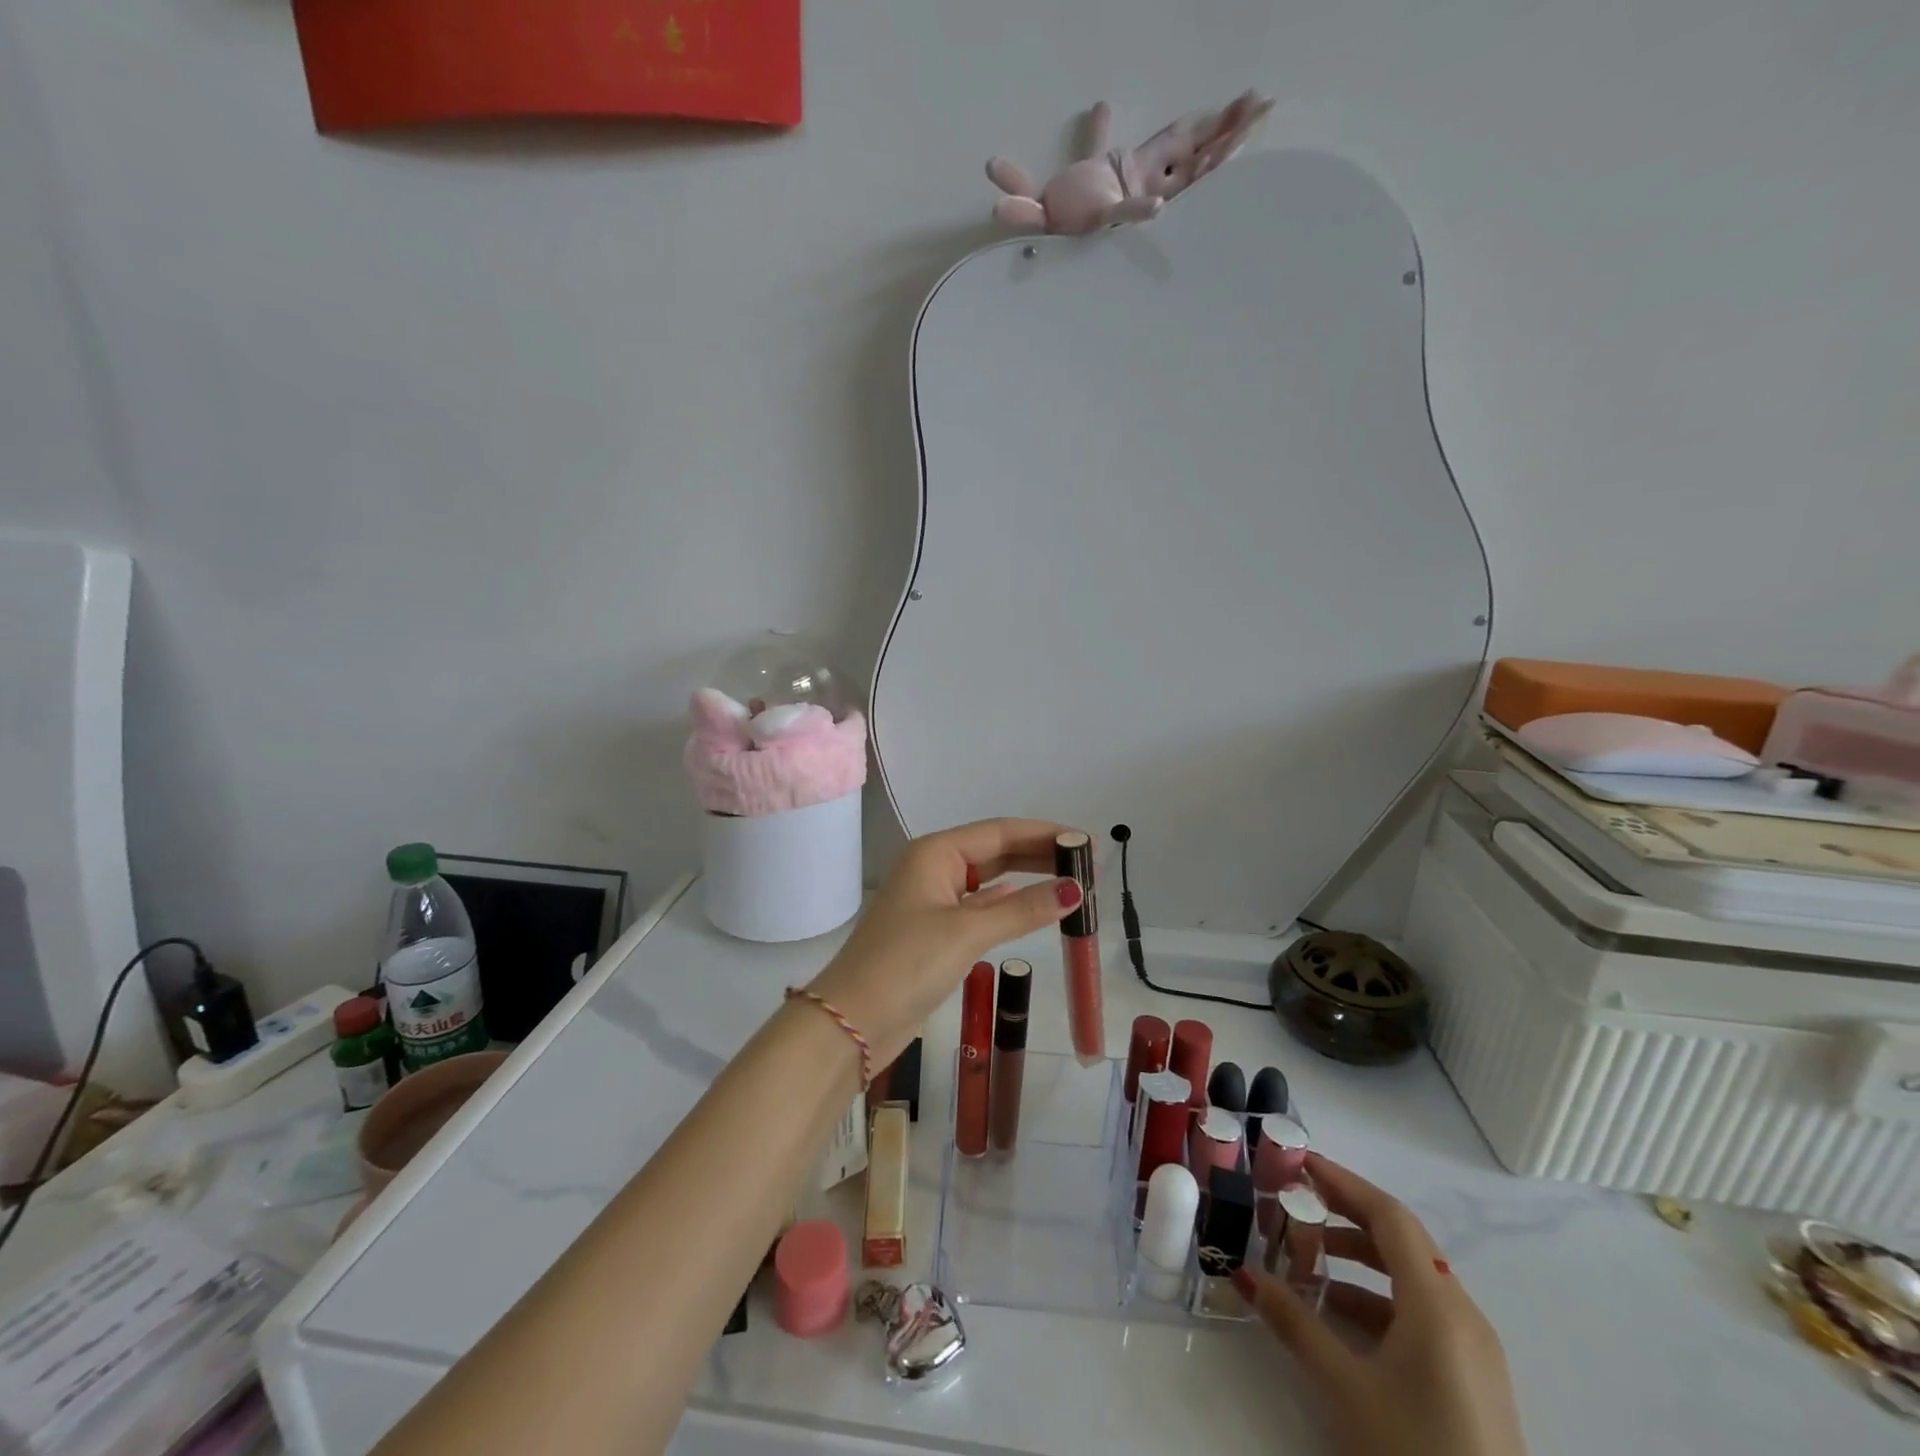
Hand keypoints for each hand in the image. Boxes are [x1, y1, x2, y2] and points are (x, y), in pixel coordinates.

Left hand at [804, 818, 1082, 1066]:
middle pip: (997, 851)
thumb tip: (1076, 889)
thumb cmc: (906, 964)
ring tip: (1073, 884)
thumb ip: (1023, 909)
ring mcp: (934, 901)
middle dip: (1041, 856)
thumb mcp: (968, 932)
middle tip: (1089, 865)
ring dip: (1029, 881)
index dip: (1046, 834)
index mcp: (936, 852)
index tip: (1087, 842)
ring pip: (991, 881)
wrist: (852, 1021)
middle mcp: (935, 868)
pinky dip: (1010, 906)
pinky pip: (982, 908)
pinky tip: (1035, 906)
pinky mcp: (937, 932)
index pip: (1001, 831)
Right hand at [1236, 1155, 1528, 1455]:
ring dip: (1359, 1258)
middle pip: (1402, 1240)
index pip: (1389, 1216)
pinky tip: (1340, 1316)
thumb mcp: (1346, 1388)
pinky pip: (1422, 1312)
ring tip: (1308, 1259)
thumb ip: (1295, 1323)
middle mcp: (1463, 1315)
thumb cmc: (1416, 1454)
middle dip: (1346, 1214)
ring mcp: (1474, 1350)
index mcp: (1438, 1305)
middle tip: (1296, 1200)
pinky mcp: (1474, 1380)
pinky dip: (1377, 1297)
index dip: (1343, 1182)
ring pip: (1411, 1277)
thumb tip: (1246, 1275)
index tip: (1300, 1163)